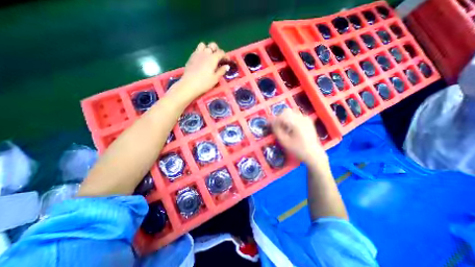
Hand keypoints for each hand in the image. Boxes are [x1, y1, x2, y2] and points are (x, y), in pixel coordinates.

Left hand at [172, 42, 229, 99]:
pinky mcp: (191, 57)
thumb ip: (221, 71)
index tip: (227, 61)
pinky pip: (197, 50)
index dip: (225, 55)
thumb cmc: (204, 83)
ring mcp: (197, 54)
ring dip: (207, 48)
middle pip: (212, 45)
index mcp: (212, 58)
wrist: (189, 84)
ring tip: (209, 56)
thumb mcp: (215, 79)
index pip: (221, 52)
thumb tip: (227, 66)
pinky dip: (201, 52)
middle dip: (217, 50)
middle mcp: (205, 53)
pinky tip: (202, 60)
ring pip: (203, 45)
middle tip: (218, 58)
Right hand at [271, 109, 330, 172]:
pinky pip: (296, 116)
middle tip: (275, 126)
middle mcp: (302, 117)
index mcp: (296, 123)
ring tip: (283, 128)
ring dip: (284, 118)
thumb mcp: (284, 141)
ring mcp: (306, 118)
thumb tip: (271, 123)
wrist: (314, 154)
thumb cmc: (298, 149)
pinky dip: (290, 119)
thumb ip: (276, 130)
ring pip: (291, 113)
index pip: (281, 116)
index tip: (268, 125)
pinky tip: (290, 128)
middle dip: (279, 118)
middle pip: (286, 112)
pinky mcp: (308, 120)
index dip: (273, 120)